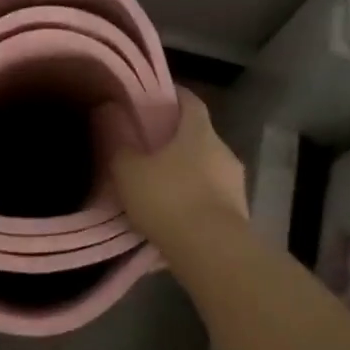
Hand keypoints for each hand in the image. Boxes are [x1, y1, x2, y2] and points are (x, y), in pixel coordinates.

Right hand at [109, 89, 247, 254]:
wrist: (213, 253)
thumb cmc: (169, 199)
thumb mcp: (130, 171)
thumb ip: (119, 142)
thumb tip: (109, 111)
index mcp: (199, 131)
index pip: (190, 100)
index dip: (173, 96)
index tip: (154, 99)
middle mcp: (223, 151)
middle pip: (199, 136)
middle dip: (177, 140)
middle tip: (149, 148)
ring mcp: (236, 184)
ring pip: (208, 169)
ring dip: (187, 174)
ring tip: (160, 188)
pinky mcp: (240, 215)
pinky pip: (213, 199)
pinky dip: (196, 201)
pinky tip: (176, 217)